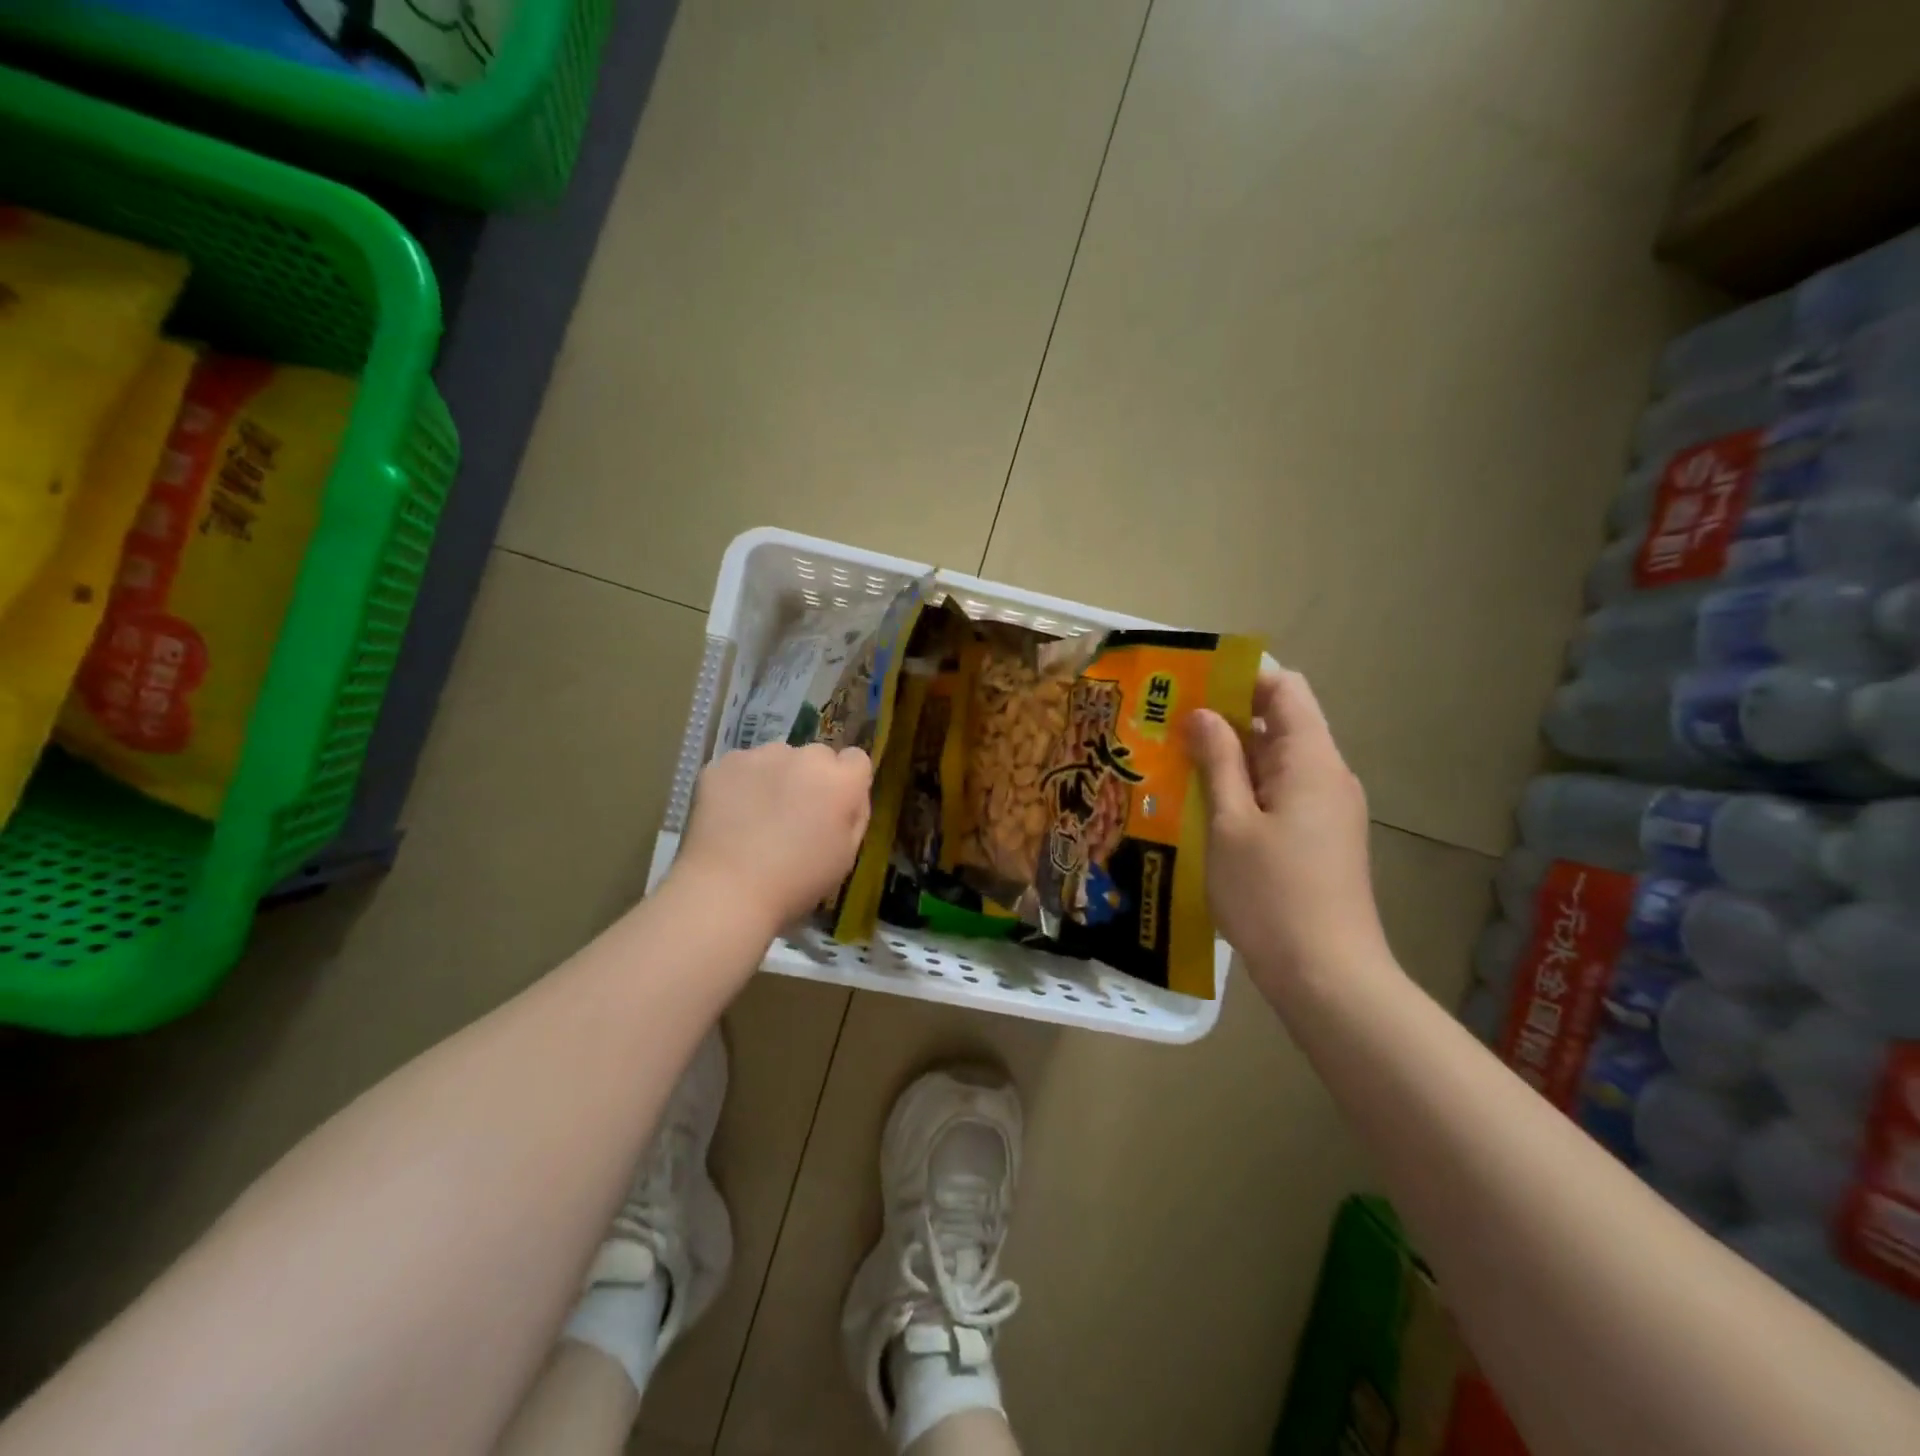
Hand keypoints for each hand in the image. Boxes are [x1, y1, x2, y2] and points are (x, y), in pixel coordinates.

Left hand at [675, 742, 873, 930]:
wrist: (726, 891)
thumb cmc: (796, 882)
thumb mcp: (846, 856)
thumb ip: (855, 815)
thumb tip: (849, 796)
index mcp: (840, 780)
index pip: (856, 759)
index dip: (847, 782)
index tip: (834, 806)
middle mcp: (804, 756)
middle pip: (816, 756)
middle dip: (811, 777)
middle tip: (794, 814)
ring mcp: (760, 756)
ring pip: (777, 758)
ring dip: (776, 776)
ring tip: (757, 816)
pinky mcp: (723, 763)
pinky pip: (742, 766)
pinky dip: (740, 784)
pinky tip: (730, 815)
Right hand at [1187, 668, 1387, 999]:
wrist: (1327, 977)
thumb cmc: (1272, 895)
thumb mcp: (1230, 824)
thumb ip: (1218, 762)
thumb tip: (1204, 714)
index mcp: (1311, 761)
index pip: (1286, 690)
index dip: (1241, 678)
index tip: (1191, 683)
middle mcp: (1327, 777)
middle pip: (1280, 724)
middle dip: (1225, 718)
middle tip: (1167, 724)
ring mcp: (1326, 810)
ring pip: (1275, 763)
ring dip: (1229, 757)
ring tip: (1174, 761)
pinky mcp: (1318, 839)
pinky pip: (1278, 795)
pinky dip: (1242, 789)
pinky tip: (1201, 806)